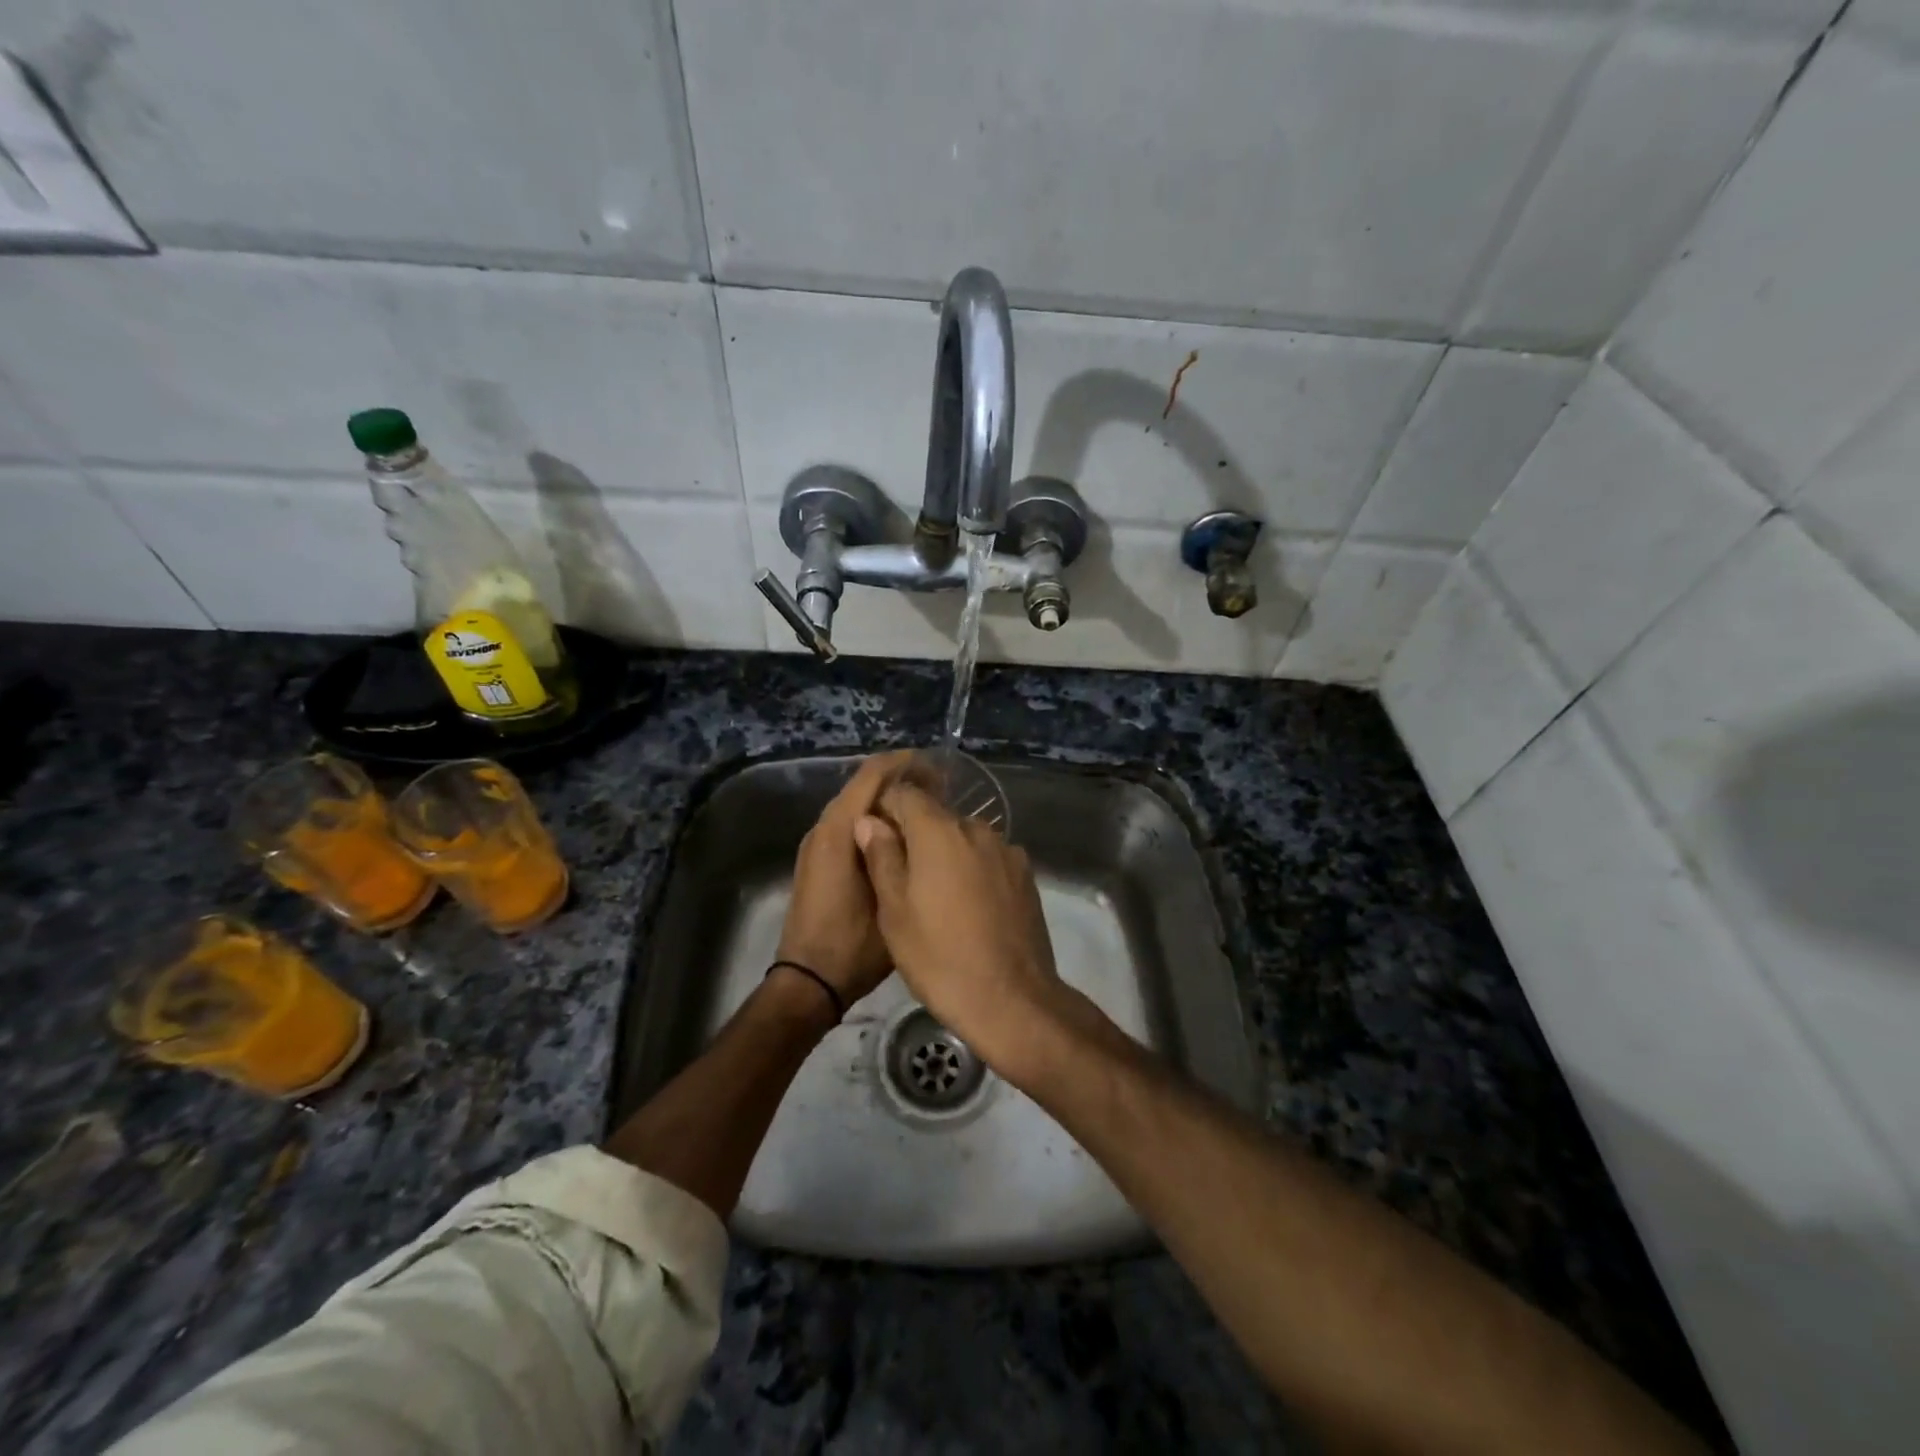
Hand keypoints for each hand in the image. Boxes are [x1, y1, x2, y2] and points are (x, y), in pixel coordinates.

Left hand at [776, 751, 918, 1010]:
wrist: (809, 982)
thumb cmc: (853, 944)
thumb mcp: (890, 900)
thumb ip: (900, 855)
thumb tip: (919, 823)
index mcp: (838, 831)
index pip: (871, 775)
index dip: (905, 764)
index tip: (940, 768)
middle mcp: (823, 828)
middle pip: (863, 786)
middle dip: (900, 781)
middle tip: (942, 791)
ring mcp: (818, 844)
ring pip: (856, 805)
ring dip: (888, 801)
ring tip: (927, 811)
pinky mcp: (819, 860)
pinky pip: (850, 824)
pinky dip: (876, 820)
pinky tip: (902, 837)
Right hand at [853, 777, 1068, 1077]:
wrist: (1012, 1000)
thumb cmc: (939, 958)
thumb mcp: (894, 912)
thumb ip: (881, 857)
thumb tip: (870, 821)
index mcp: (939, 831)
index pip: (905, 794)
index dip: (886, 809)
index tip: (874, 837)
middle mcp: (977, 828)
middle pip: (937, 815)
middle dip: (916, 835)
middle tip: (901, 875)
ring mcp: (1007, 850)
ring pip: (965, 838)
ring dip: (947, 853)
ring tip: (937, 896)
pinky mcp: (1026, 874)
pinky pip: (989, 858)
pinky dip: (974, 869)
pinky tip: (970, 906)